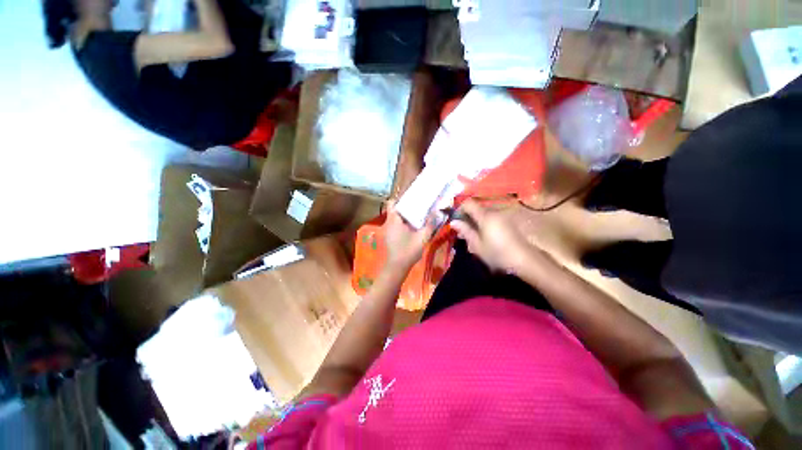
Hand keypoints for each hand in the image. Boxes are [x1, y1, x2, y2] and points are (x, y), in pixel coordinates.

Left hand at [384, 203, 434, 271]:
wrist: (397, 267)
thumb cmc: (408, 251)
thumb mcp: (422, 237)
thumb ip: (430, 224)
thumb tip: (438, 212)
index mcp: (394, 220)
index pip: (392, 202)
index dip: (401, 198)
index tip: (412, 197)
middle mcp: (388, 222)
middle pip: (395, 208)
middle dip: (405, 206)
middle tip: (419, 205)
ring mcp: (388, 230)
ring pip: (395, 216)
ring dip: (405, 214)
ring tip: (418, 214)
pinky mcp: (390, 236)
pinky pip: (395, 223)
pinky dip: (403, 222)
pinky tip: (413, 226)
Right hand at [450, 200, 532, 272]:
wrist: (524, 260)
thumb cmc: (497, 254)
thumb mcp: (477, 245)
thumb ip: (465, 231)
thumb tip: (453, 222)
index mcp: (485, 216)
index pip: (468, 203)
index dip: (459, 209)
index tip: (456, 221)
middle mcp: (494, 212)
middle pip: (476, 208)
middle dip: (467, 217)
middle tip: (462, 232)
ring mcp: (503, 216)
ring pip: (483, 214)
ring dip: (475, 222)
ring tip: (472, 237)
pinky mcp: (508, 222)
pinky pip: (491, 218)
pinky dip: (484, 224)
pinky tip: (484, 237)